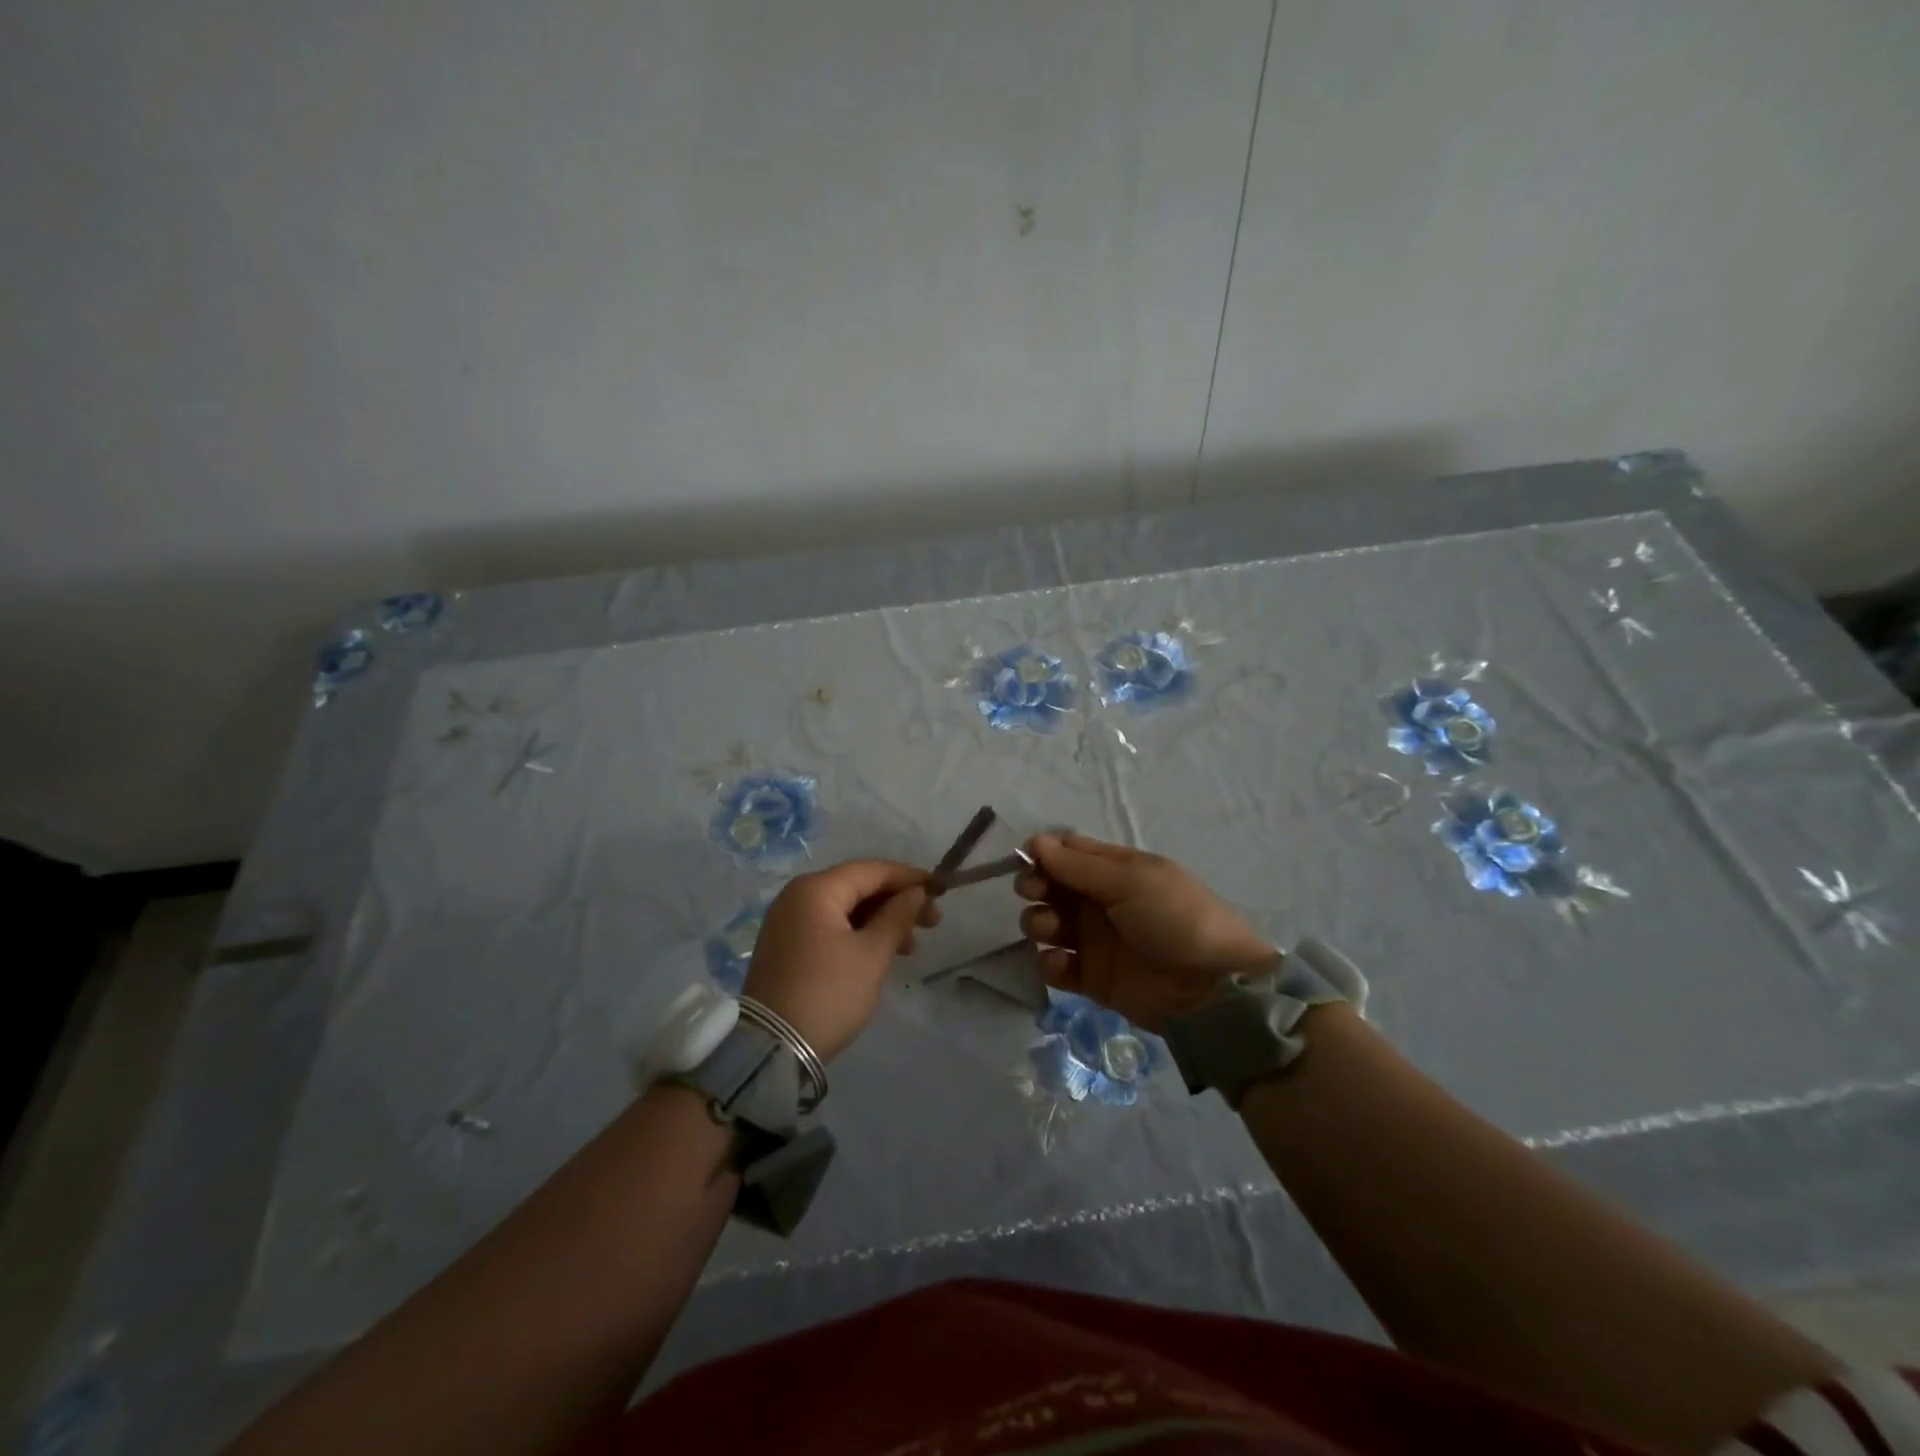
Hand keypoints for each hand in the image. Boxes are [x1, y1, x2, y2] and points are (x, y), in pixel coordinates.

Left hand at [742, 860, 940, 1061]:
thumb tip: (916, 892)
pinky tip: (882, 952)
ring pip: (845, 909)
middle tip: (933, 922)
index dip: (908, 877)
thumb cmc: (829, 993)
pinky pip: (830, 927)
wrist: (773, 1048)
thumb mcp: (872, 954)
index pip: (871, 870)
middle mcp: (797, 896)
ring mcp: (788, 922)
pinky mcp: (786, 946)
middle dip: (897, 902)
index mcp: (815, 889)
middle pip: (857, 887)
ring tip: (912, 946)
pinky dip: (858, 934)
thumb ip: (897, 916)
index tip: (940, 890)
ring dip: (880, 921)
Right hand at [1016, 833, 1276, 1032]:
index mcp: (1115, 870)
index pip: (1069, 852)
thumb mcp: (1131, 880)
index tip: (1025, 859)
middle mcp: (1100, 901)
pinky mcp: (1091, 978)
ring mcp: (1095, 941)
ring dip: (1039, 922)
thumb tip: (1035, 842)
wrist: (1212, 988)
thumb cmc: (1174, 918)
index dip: (1045, 853)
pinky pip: (1056, 966)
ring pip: (1047, 924)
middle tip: (1034, 892)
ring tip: (1052, 930)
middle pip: (1052, 886)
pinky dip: (1050, 962)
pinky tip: (1061, 963)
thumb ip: (1078, 864)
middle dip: (1035, 885)